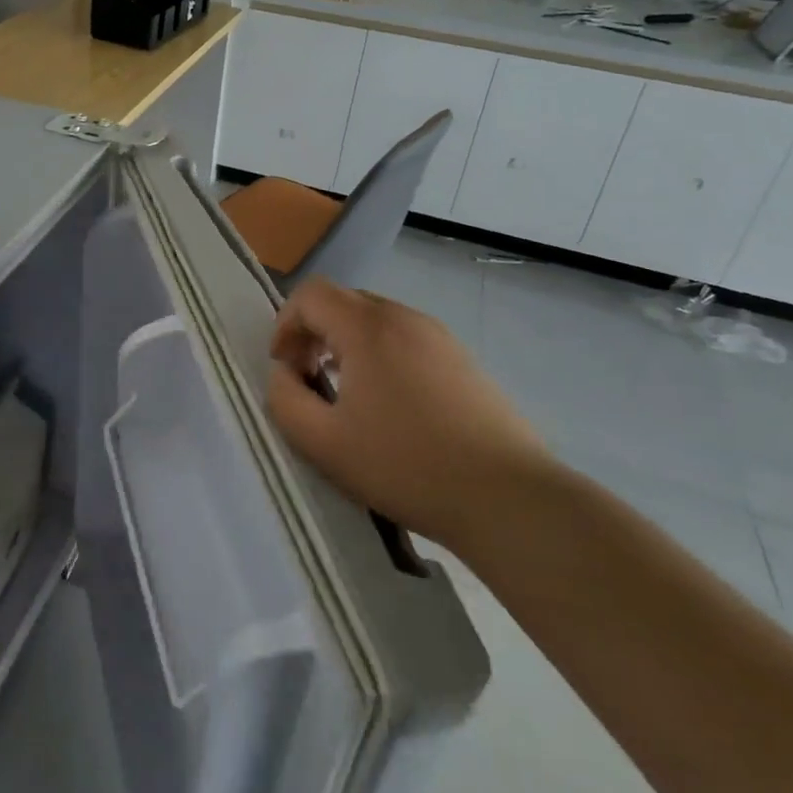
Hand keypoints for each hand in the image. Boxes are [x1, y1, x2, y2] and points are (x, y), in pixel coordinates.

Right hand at [264, 279, 549, 550]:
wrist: (508, 498)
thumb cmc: (406, 466)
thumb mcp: (324, 443)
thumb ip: (285, 400)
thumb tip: (284, 375)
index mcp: (367, 327)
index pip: (310, 294)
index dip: (285, 323)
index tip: (285, 367)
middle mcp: (403, 318)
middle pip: (343, 302)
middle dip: (314, 332)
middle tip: (310, 379)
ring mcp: (439, 337)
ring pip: (376, 321)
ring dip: (348, 345)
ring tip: (349, 396)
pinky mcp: (464, 360)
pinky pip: (407, 340)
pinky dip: (382, 357)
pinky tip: (393, 408)